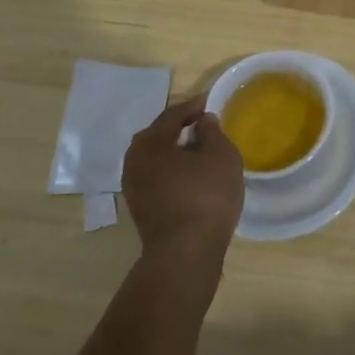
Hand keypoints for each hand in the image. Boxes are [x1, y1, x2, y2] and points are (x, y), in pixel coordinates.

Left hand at [122, 96, 244, 265]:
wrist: (186, 252)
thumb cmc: (206, 195)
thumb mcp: (221, 156)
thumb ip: (212, 132)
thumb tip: (203, 121)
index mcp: (150, 143)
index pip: (172, 115)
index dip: (192, 106)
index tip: (208, 102)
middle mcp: (134, 161)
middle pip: (157, 136)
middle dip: (179, 128)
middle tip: (201, 123)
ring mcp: (134, 187)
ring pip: (155, 159)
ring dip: (174, 151)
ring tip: (198, 150)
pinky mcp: (140, 209)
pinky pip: (157, 177)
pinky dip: (172, 170)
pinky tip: (190, 175)